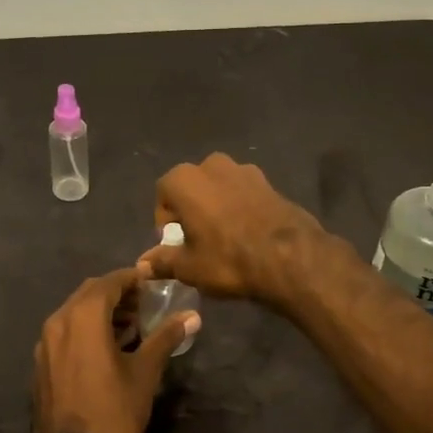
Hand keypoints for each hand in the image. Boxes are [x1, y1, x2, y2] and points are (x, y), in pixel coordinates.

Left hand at [31, 267, 196, 432]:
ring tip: (130, 327)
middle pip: (90, 293)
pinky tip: (105, 348)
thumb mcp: (145, 373)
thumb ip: (166, 338)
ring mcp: (45, 343)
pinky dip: (85, 329)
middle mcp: (59, 321)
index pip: (110, 282)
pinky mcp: (41, 362)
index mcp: (83, 316)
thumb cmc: (113, 410)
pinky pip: (64, 332)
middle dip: (117, 294)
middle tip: (144, 305)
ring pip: (75, 312)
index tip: (153, 282)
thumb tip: (192, 316)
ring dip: (101, 312)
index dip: (132, 278)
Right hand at [138, 153, 329, 305]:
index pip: (162, 194)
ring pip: (219, 186)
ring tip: (223, 235)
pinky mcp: (269, 181)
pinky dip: (240, 206)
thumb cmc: (228, 259)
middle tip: (197, 238)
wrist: (290, 257)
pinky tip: (247, 232)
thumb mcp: (189, 267)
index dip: (164, 219)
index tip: (174, 242)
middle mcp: (211, 165)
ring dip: (216, 204)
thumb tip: (142, 265)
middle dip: (190, 208)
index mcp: (185, 180)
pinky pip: (243, 192)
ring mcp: (244, 170)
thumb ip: (162, 262)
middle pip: (191, 186)